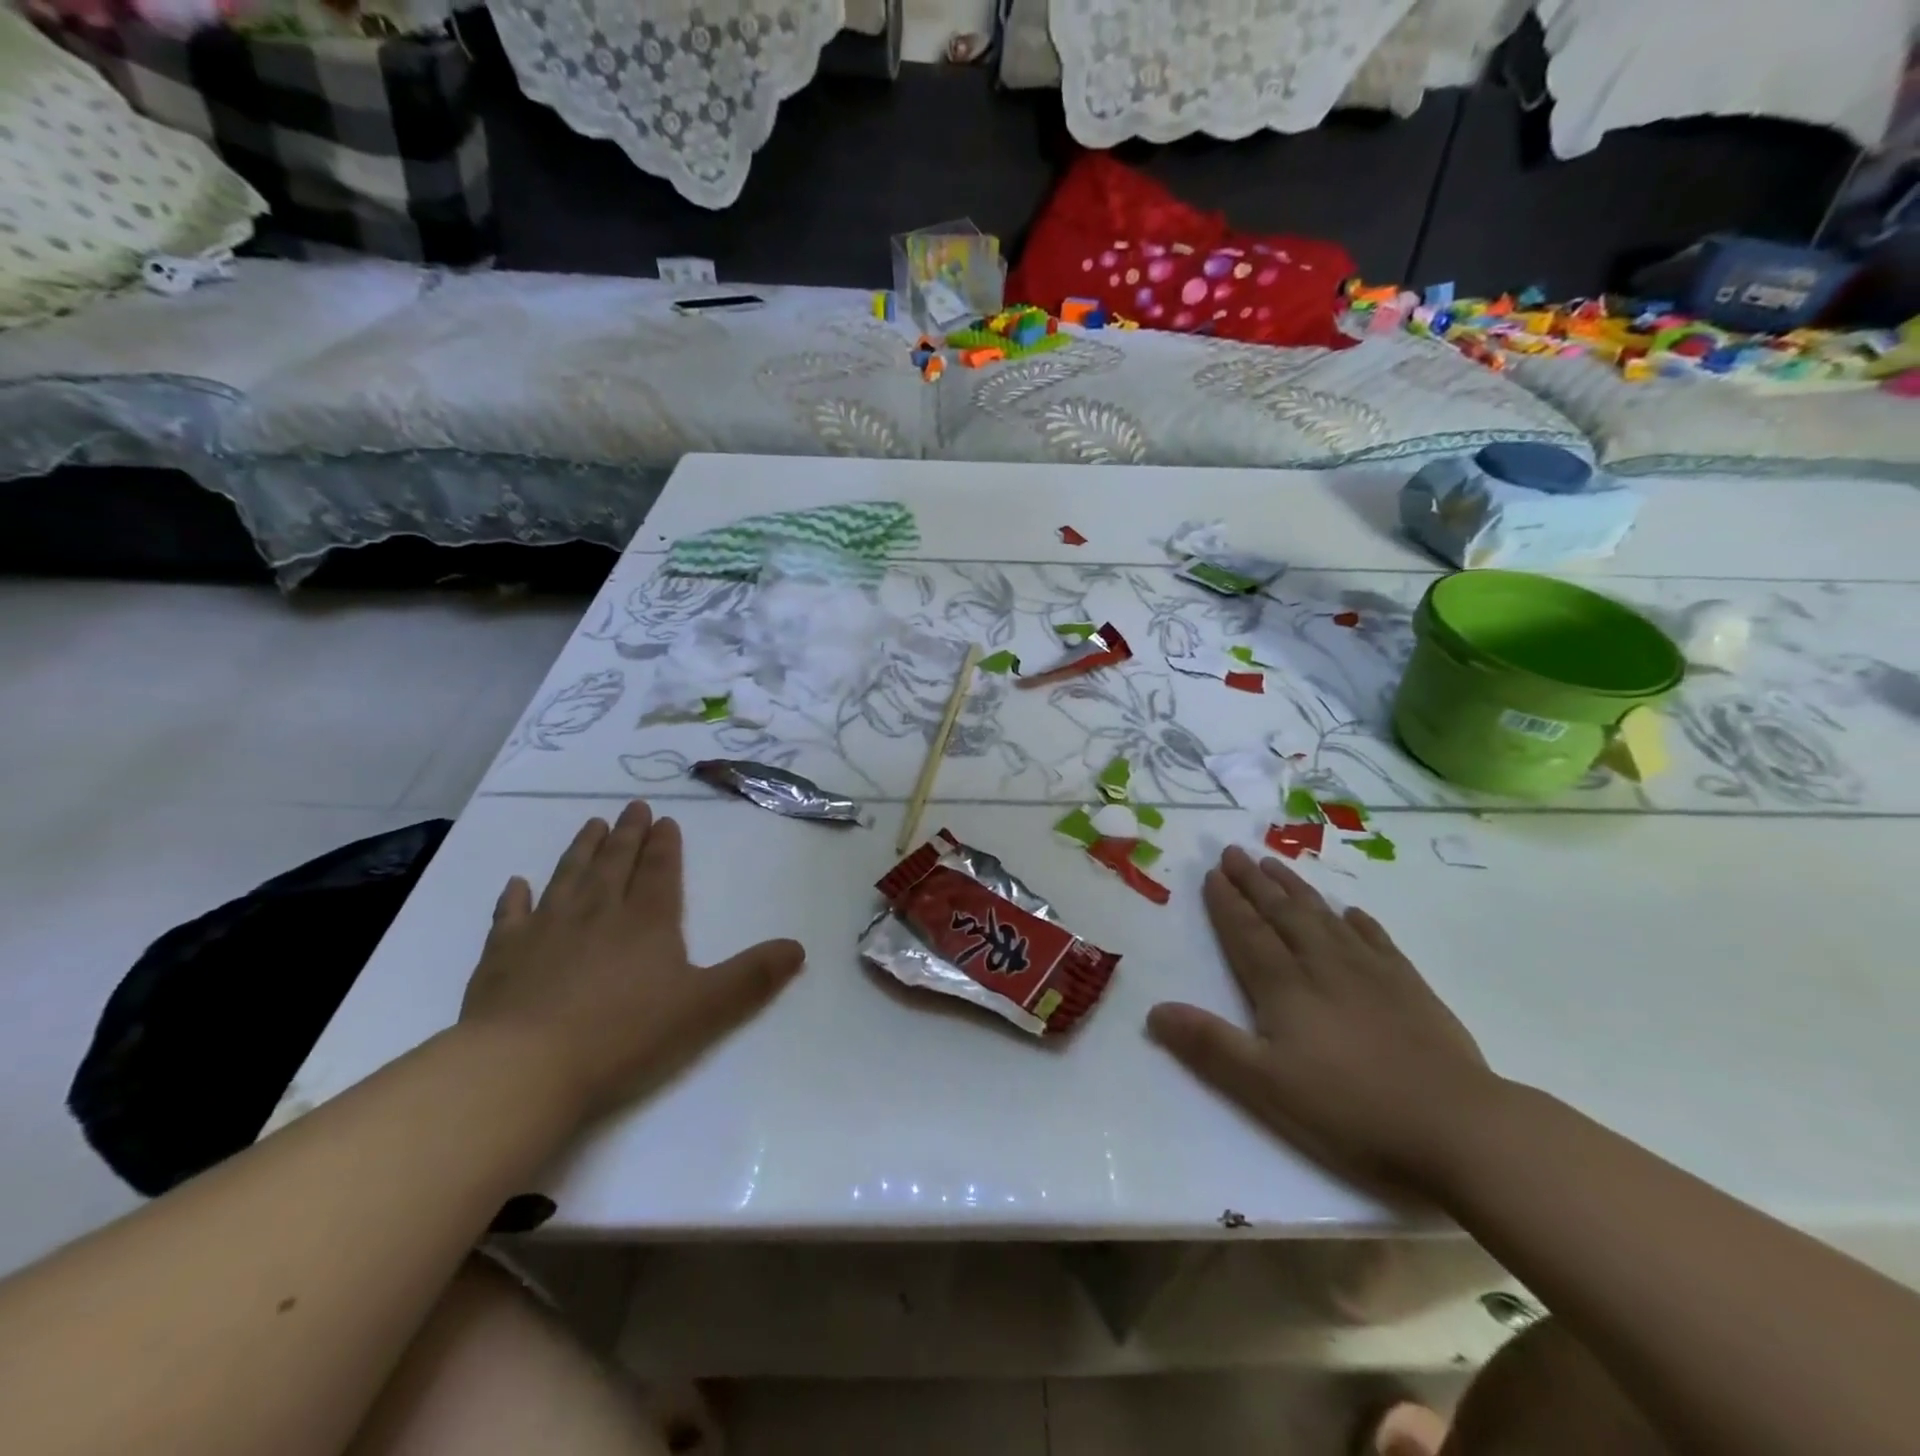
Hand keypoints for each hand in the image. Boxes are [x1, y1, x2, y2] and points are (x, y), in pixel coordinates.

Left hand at [461, 800, 804, 1119]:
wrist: (523, 1067)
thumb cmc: (623, 1035)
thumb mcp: (705, 1008)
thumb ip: (753, 976)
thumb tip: (799, 946)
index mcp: (647, 922)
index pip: (660, 872)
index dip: (666, 846)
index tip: (665, 819)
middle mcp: (598, 914)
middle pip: (615, 864)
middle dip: (627, 834)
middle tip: (632, 807)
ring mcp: (546, 931)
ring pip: (568, 878)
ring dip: (581, 850)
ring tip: (590, 825)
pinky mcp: (503, 957)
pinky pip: (510, 917)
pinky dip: (515, 898)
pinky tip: (516, 884)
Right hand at [1147, 846, 1496, 1198]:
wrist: (1458, 1127)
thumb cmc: (1351, 1110)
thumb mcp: (1265, 1086)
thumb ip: (1209, 1045)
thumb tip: (1154, 1011)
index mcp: (1285, 988)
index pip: (1247, 934)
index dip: (1227, 904)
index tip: (1213, 872)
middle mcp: (1323, 967)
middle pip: (1282, 914)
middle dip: (1255, 883)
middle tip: (1236, 851)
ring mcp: (1371, 974)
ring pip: (1324, 918)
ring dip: (1297, 890)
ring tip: (1277, 865)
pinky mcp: (1410, 989)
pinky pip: (1377, 941)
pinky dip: (1359, 923)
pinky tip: (1352, 912)